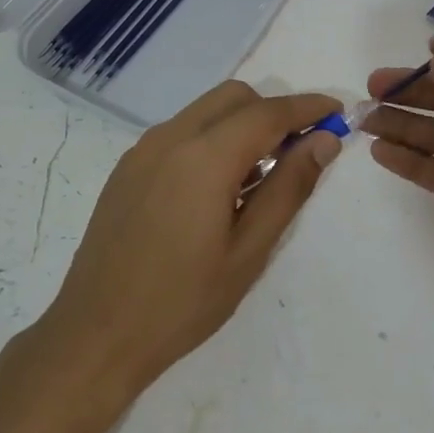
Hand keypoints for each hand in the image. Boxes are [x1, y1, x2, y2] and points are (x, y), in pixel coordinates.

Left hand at [38, 81, 342, 402]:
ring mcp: (144, 149)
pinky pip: (181, 132)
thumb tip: (324, 142)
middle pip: (235, 98)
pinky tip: (217, 190)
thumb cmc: (182, 302)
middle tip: (299, 152)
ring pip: (206, 112)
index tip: (338, 112)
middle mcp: (171, 137)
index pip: (267, 113)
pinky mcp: (129, 166)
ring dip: (241, 125)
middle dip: (272, 112)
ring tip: (259, 179)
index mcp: (204, 157)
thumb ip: (289, 188)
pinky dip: (211, 139)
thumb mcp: (249, 252)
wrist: (95, 334)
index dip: (307, 108)